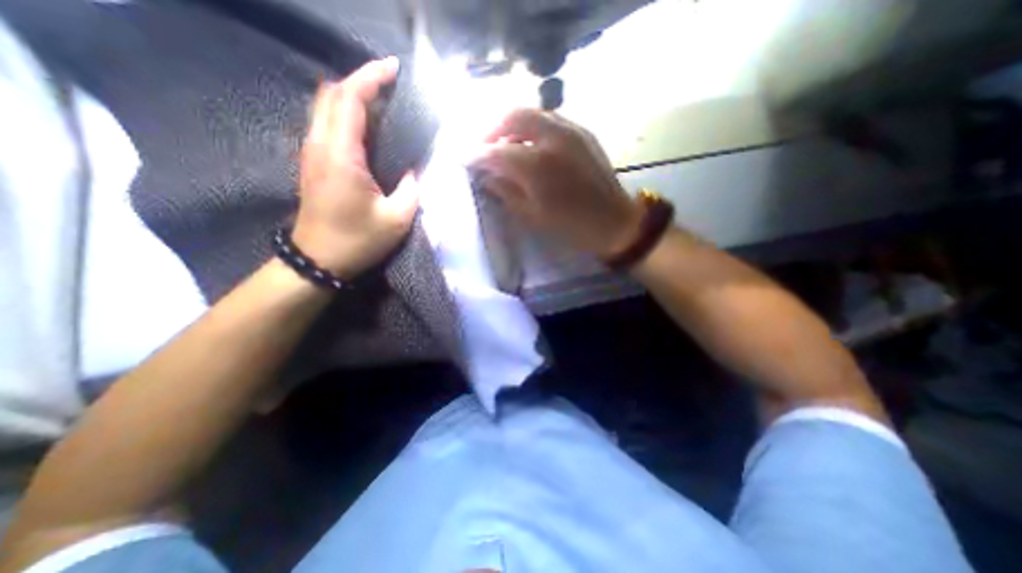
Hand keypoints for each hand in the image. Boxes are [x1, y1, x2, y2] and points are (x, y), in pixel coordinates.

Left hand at [293, 57, 419, 278]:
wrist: (318, 259)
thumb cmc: (358, 241)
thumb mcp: (396, 219)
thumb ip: (410, 189)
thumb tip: (413, 171)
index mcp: (341, 155)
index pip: (350, 99)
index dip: (371, 77)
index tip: (394, 69)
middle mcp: (320, 145)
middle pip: (332, 94)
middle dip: (361, 81)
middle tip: (391, 86)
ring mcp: (312, 153)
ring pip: (326, 106)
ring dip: (353, 97)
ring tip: (384, 104)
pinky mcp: (313, 162)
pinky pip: (327, 124)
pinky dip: (347, 115)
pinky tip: (368, 128)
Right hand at [469, 106, 636, 259]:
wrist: (614, 222)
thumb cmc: (571, 226)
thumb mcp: (532, 216)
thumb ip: (506, 191)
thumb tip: (486, 175)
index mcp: (538, 166)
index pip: (497, 151)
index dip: (477, 154)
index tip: (465, 158)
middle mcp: (553, 138)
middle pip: (513, 116)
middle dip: (492, 128)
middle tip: (483, 144)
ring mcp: (571, 130)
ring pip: (533, 112)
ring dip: (512, 124)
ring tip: (503, 143)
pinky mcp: (583, 132)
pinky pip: (550, 119)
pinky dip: (532, 126)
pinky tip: (529, 143)